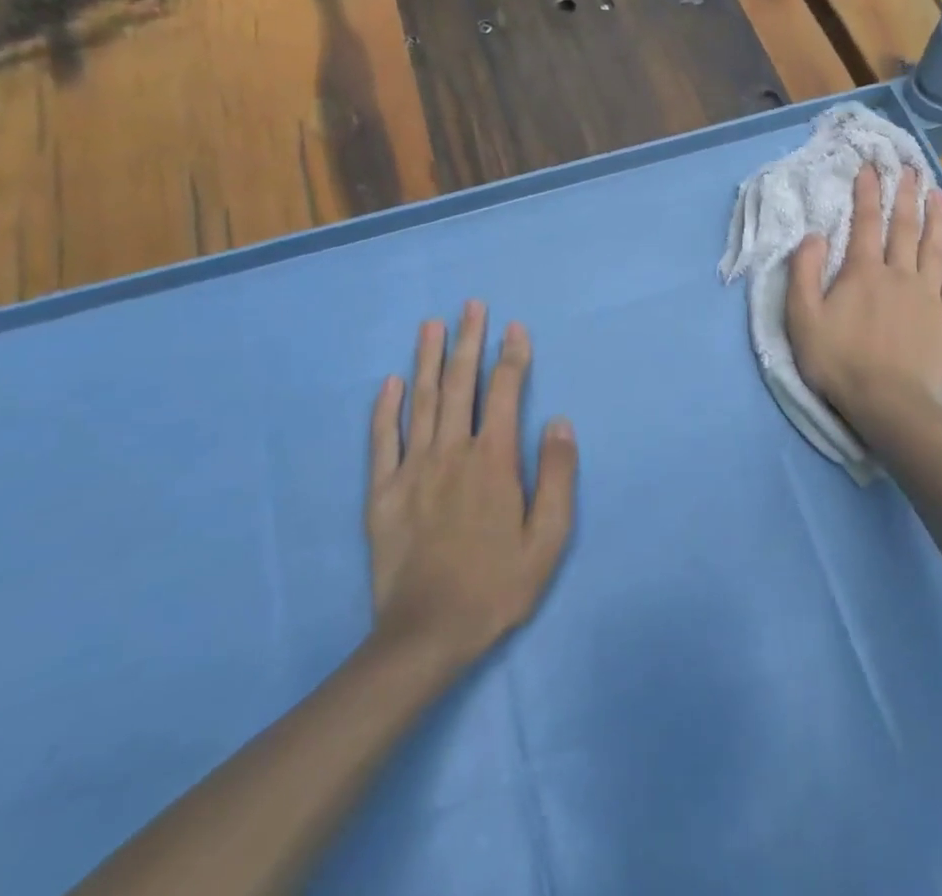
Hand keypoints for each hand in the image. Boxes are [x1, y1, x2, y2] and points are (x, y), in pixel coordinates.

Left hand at [365, 303, 576, 672]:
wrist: (426, 635)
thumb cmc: (497, 585)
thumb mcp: (548, 539)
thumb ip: (557, 476)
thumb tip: (559, 421)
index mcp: (494, 461)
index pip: (505, 393)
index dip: (512, 357)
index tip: (514, 327)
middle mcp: (452, 453)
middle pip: (461, 385)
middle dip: (468, 341)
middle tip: (471, 305)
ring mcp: (413, 469)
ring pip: (422, 401)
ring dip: (428, 359)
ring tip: (432, 324)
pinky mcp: (383, 492)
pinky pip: (382, 440)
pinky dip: (386, 407)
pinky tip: (391, 381)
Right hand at [786, 167, 941, 441]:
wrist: (890, 403)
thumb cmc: (840, 362)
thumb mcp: (803, 319)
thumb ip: (804, 274)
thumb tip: (814, 235)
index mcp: (863, 272)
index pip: (866, 222)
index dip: (868, 192)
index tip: (871, 166)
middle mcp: (899, 274)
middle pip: (905, 226)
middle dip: (906, 194)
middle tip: (911, 168)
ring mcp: (928, 294)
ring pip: (935, 245)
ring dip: (937, 216)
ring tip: (938, 192)